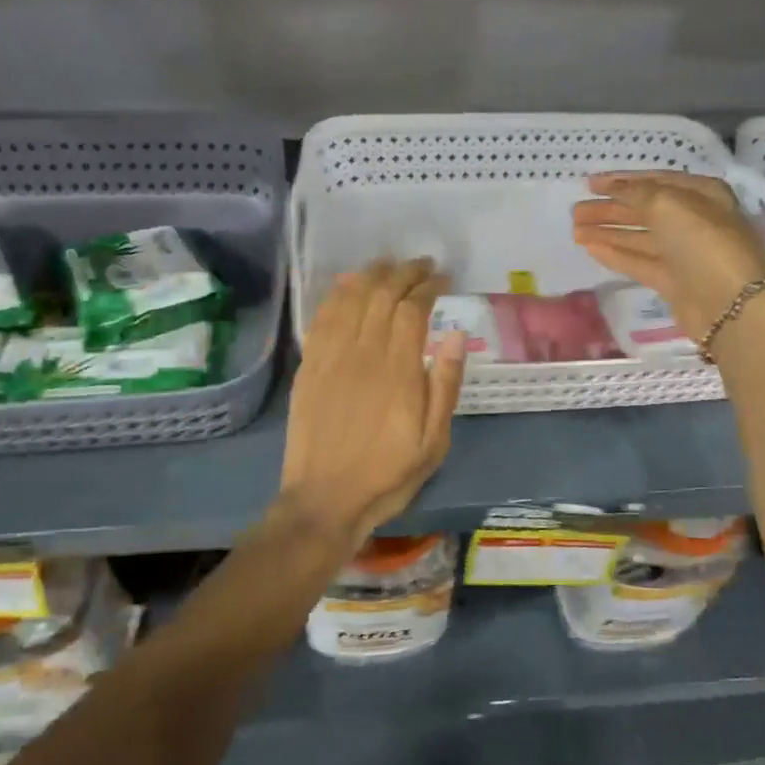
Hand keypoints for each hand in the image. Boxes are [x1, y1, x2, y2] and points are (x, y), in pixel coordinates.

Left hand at [279, 258, 466, 550]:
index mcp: (398, 370)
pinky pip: (322, 318)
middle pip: (382, 295)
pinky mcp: (309, 366)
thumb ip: (445, 385)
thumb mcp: (434, 441)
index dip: (428, 286)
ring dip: (372, 275)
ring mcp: (331, 357)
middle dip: (404, 273)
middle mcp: (363, 353)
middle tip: (421, 265)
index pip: (412, 309)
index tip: (442, 278)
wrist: (325, 500)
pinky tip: (348, 284)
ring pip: (351, 299)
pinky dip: (337, 294)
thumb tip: (455, 335)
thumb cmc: (387, 474)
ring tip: (389, 265)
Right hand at [572, 171, 764, 340]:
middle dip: (609, 208)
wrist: (728, 304)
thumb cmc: (702, 242)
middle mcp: (693, 220)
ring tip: (574, 230)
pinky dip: (615, 253)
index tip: (590, 183)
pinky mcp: (673, 280)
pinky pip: (639, 261)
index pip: (655, 181)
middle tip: (575, 211)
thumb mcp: (668, 205)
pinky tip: (590, 248)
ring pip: (639, 236)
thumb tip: (613, 187)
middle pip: (644, 210)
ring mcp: (683, 252)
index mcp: (701, 194)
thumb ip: (636, 192)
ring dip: (607, 231)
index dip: (621, 181)